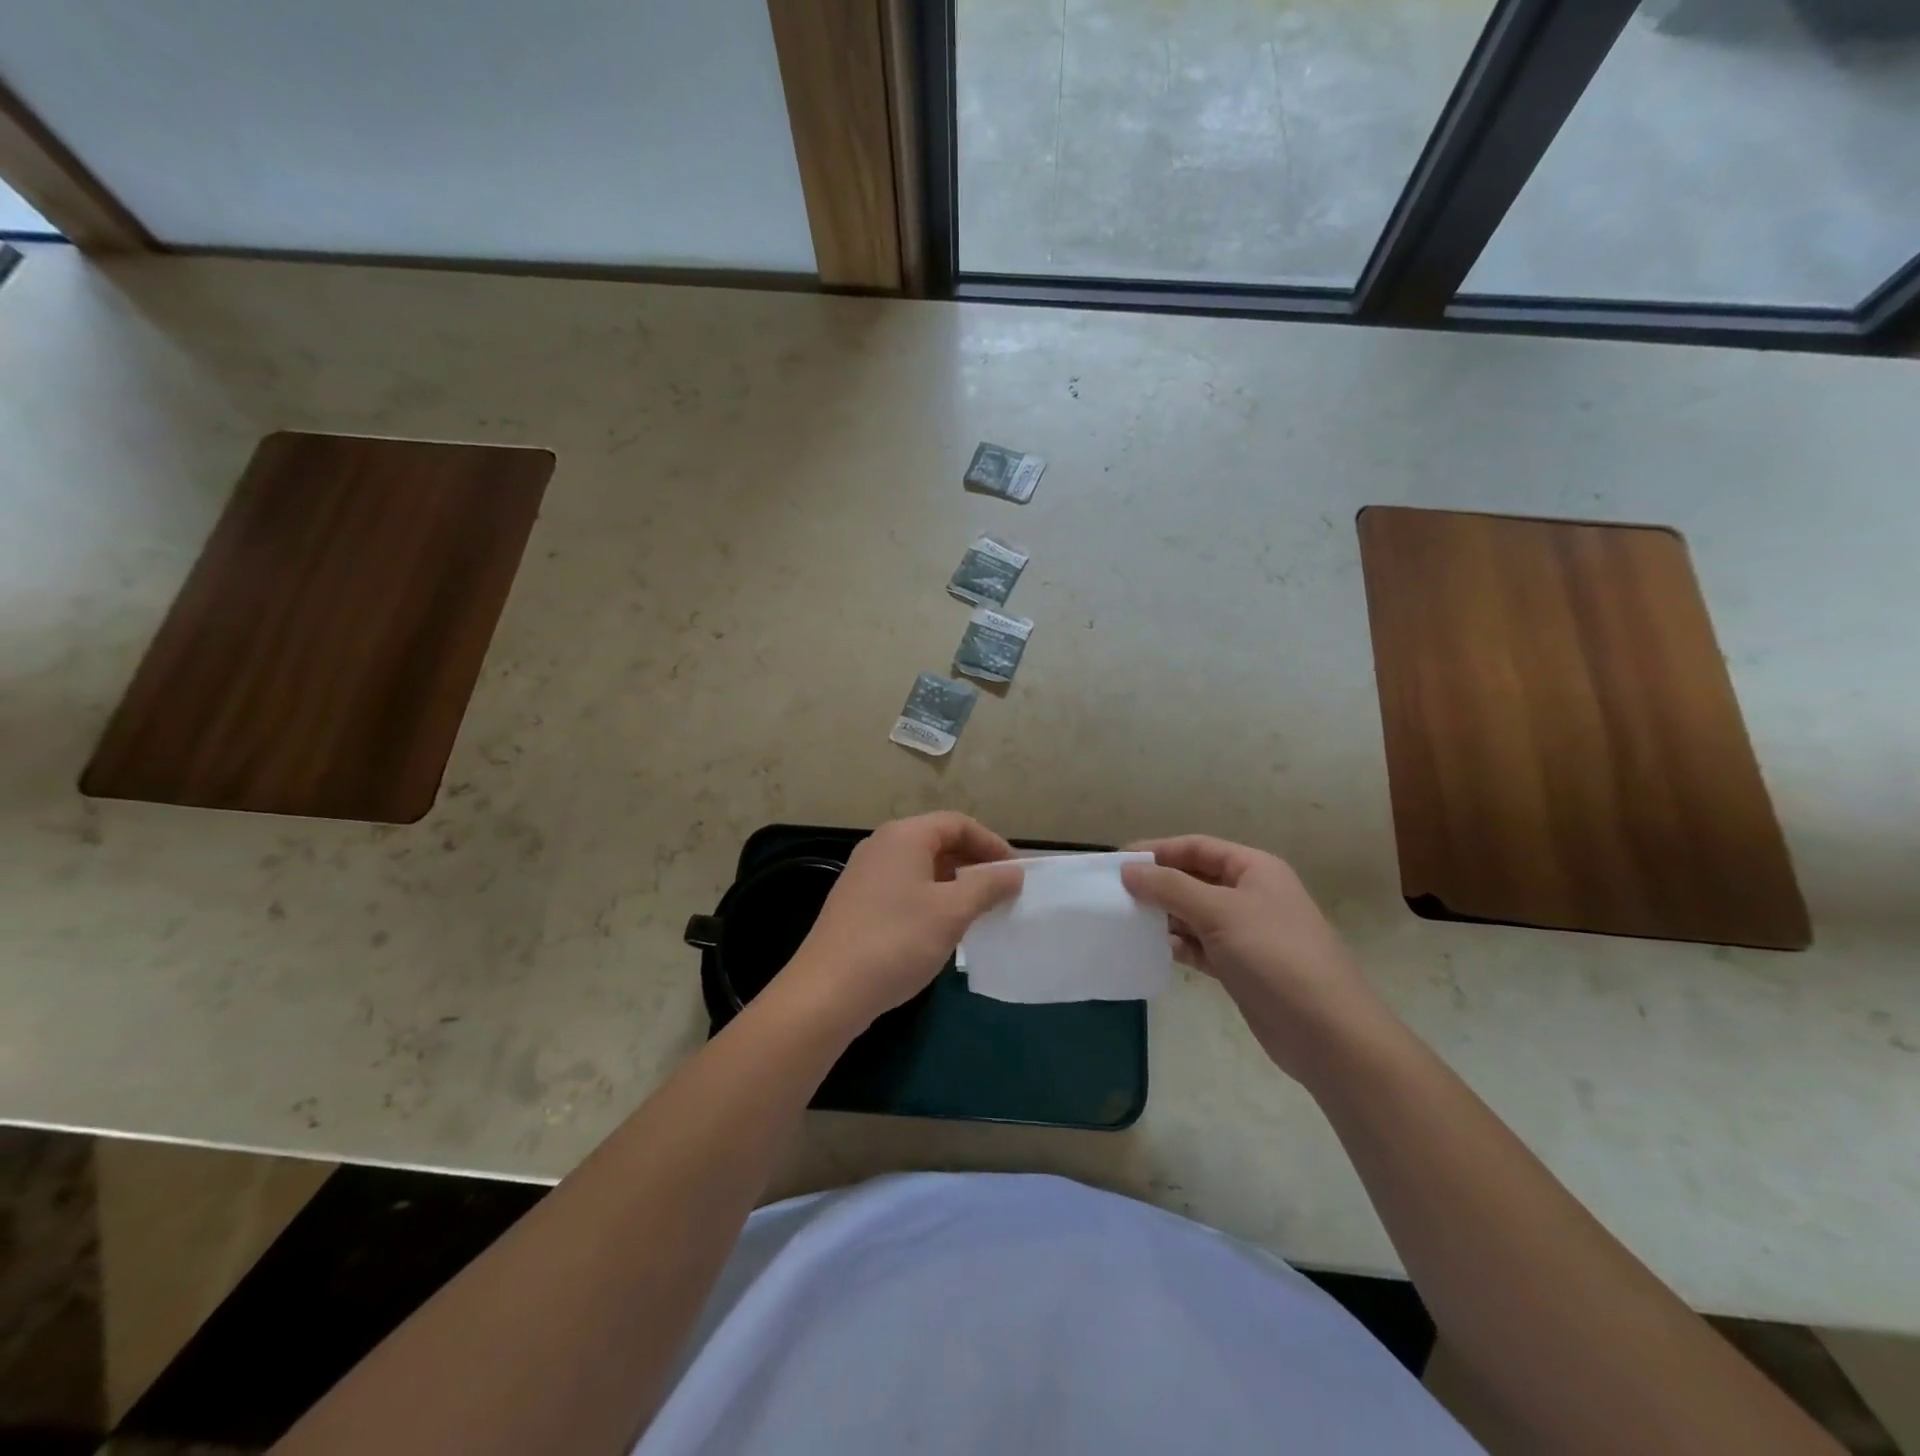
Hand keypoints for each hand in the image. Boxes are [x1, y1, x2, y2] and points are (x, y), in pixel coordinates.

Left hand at [779, 813, 1022, 1035]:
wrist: (828, 991)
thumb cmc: (897, 941)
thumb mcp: (952, 912)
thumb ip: (987, 886)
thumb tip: (1013, 872)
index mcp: (904, 836)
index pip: (958, 823)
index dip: (992, 844)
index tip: (1016, 873)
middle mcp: (881, 845)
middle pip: (938, 841)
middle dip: (974, 863)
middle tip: (1002, 892)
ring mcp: (865, 874)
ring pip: (921, 867)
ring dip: (954, 883)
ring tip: (979, 911)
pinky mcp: (857, 902)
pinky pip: (904, 888)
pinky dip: (931, 899)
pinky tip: (943, 928)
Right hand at [1121, 836, 1387, 1080]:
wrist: (1327, 1032)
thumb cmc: (1275, 956)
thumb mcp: (1220, 912)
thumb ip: (1171, 888)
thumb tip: (1129, 870)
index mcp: (1254, 869)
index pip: (1197, 847)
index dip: (1158, 851)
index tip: (1118, 862)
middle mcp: (1251, 895)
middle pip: (1194, 879)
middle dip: (1157, 885)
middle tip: (1115, 894)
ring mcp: (1246, 933)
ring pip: (1194, 915)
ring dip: (1164, 917)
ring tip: (1126, 922)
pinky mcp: (1240, 968)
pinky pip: (1200, 947)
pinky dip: (1178, 946)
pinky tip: (1153, 950)